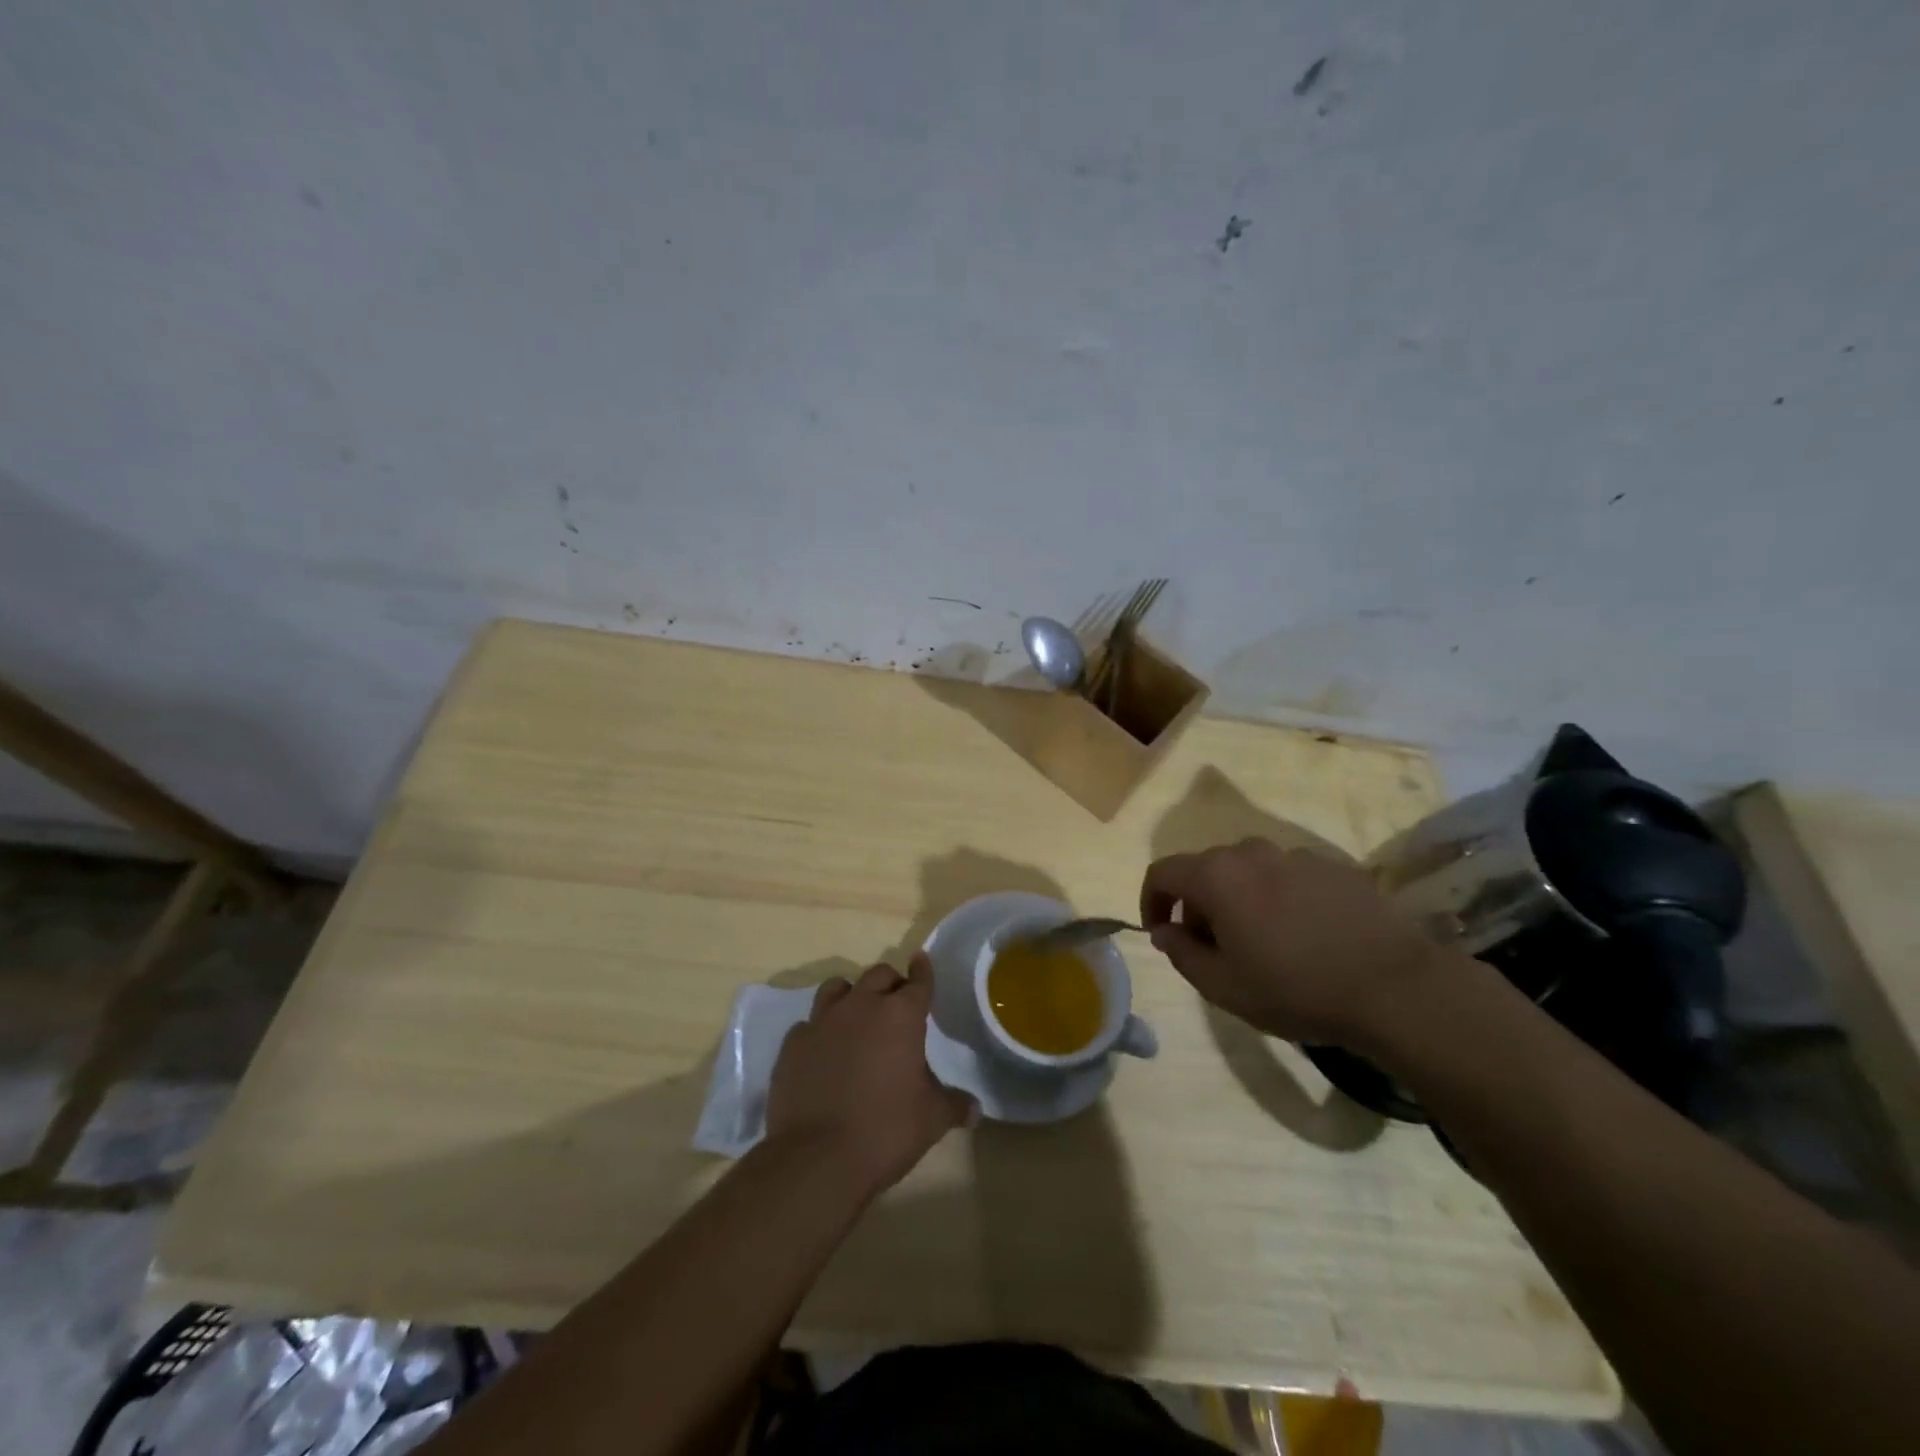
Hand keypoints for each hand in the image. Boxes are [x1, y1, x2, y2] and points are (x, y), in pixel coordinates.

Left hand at [766, 953, 973, 1200]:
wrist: (816, 1158)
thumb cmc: (885, 1131)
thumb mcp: (931, 1120)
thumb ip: (954, 1105)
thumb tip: (975, 1109)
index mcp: (900, 1016)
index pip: (918, 981)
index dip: (923, 971)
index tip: (921, 960)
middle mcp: (861, 1006)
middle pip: (878, 975)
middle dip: (890, 983)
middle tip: (896, 1004)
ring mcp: (822, 1021)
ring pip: (837, 987)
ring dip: (851, 996)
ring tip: (857, 1016)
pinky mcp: (793, 1044)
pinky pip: (809, 1023)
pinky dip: (820, 1030)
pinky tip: (823, 1051)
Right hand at [1139, 837, 1448, 1047]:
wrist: (1394, 987)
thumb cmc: (1295, 988)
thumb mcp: (1223, 986)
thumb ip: (1181, 953)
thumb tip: (1166, 931)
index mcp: (1217, 876)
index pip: (1162, 872)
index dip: (1151, 900)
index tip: (1161, 933)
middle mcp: (1251, 852)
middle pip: (1207, 869)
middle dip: (1198, 904)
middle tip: (1213, 947)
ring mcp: (1297, 855)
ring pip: (1250, 870)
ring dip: (1241, 898)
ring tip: (1262, 941)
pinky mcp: (1336, 866)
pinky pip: (1290, 876)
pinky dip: (1281, 897)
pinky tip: (1305, 935)